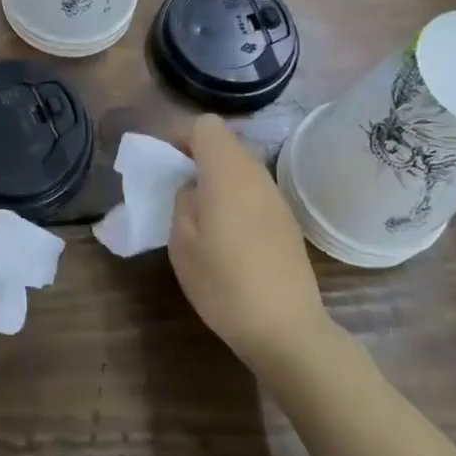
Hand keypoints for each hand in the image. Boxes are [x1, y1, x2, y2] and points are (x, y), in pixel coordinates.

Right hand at [170, 115, 333, 372]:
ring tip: (202, 213)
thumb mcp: (182, 242)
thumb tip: (193, 188)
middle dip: (199, 156)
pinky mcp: (287, 221)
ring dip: (218, 177)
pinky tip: (229, 235)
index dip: (182, 136)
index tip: (167, 163)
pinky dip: (237, 197)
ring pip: (241, 167)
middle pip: (225, 143)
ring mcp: (276, 197)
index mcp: (227, 171)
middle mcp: (256, 174)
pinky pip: (255, 191)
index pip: (205, 125)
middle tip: (178, 188)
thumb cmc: (224, 282)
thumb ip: (182, 201)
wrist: (287, 329)